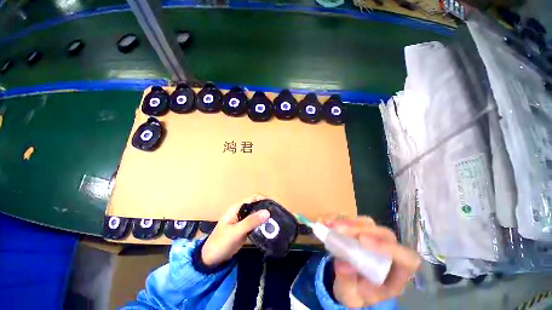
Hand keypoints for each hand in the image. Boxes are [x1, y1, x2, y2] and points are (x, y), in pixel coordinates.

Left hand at [201, 194, 269, 267]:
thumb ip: (251, 222)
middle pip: (256, 205)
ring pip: (257, 214)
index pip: (253, 198)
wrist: (211, 260)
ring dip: (265, 216)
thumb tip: (267, 212)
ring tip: (276, 221)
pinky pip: (256, 223)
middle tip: (277, 214)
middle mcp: (241, 212)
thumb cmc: (221, 243)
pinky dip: (262, 224)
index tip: (274, 205)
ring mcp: (243, 220)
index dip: (264, 199)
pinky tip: (269, 228)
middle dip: (266, 208)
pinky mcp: (245, 229)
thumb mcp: (236, 232)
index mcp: (237, 208)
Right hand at [321, 216, 420, 307]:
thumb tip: (343, 263)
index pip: (406, 258)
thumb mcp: (350, 296)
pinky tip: (324, 221)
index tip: (362, 241)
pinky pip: (350, 219)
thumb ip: (348, 282)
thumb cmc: (354, 293)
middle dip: (359, 229)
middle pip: (383, 234)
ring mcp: (372, 237)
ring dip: (347, 222)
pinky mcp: (358, 229)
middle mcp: (386, 252)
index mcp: (394, 273)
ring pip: (366, 223)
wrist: (346, 283)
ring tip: (329, 225)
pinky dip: (336, 218)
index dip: (388, 247)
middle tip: (338, 229)